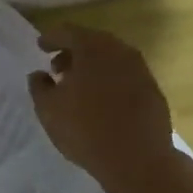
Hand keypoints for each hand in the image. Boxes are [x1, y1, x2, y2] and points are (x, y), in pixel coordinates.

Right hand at [29, 23, 176, 192]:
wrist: (138, 160)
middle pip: (91, 42)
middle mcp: (119, 51)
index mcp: (92, 48)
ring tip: (78, 87)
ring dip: (92, 67)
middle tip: (58, 69)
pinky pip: (125, 76)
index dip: (51, 38)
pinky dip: (110, 81)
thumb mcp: (48, 109)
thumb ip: (39, 86)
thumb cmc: (85, 129)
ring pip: (110, 59)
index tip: (40, 46)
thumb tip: (40, 75)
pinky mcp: (153, 90)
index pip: (67, 32)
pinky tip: (101, 101)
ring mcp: (140, 70)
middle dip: (73, 53)